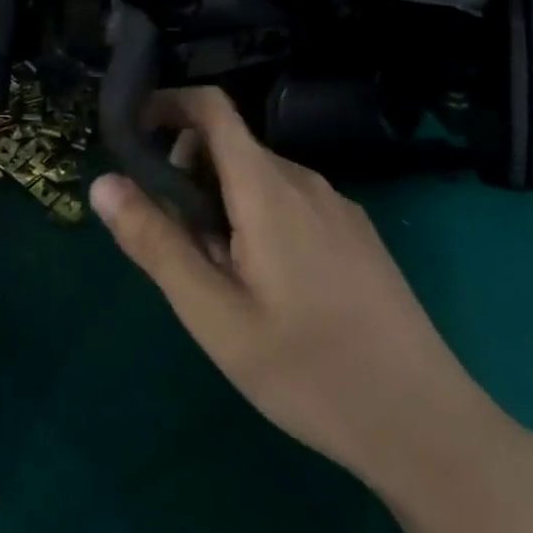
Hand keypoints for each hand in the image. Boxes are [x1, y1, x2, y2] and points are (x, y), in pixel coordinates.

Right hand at [89, 87, 510, 495]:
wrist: (429, 428)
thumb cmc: (309, 371)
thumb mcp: (214, 315)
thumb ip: (155, 243)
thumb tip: (102, 182)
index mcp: (267, 189)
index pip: (211, 108)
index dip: (165, 104)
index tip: (130, 136)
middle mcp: (305, 181)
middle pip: (228, 145)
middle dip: (186, 174)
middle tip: (176, 244)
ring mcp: (338, 206)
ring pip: (257, 177)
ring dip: (220, 202)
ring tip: (222, 277)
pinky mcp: (357, 234)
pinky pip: (289, 200)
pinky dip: (255, 217)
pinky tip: (268, 287)